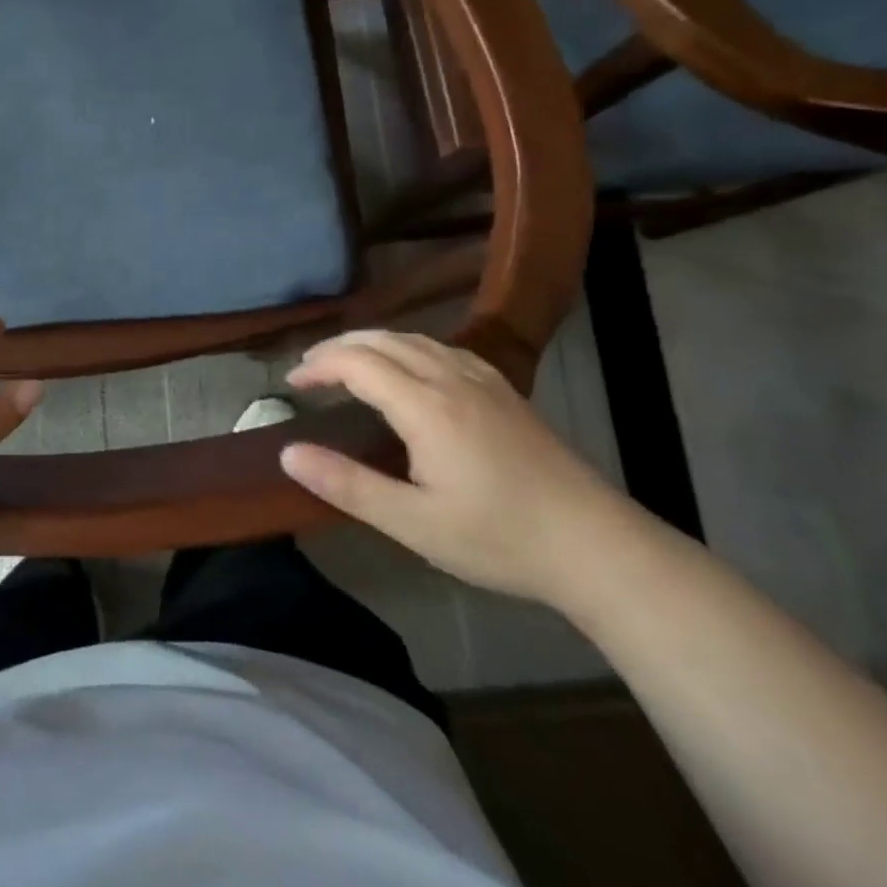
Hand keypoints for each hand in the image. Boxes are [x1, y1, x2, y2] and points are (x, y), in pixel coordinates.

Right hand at [278, 331, 631, 604]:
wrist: (598, 547)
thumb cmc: (500, 538)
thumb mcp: (414, 524)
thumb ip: (347, 484)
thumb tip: (288, 453)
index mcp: (426, 406)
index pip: (357, 362)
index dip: (319, 366)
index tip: (292, 384)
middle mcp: (451, 378)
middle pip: (383, 340)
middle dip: (338, 347)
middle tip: (308, 370)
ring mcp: (483, 381)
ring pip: (414, 339)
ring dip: (371, 343)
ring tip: (346, 363)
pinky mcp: (504, 391)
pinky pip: (442, 348)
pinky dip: (407, 346)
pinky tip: (409, 368)